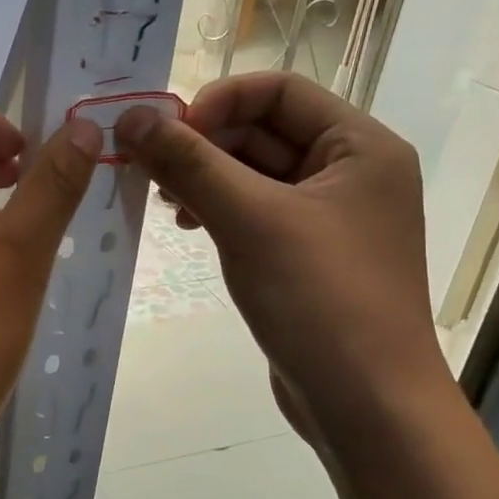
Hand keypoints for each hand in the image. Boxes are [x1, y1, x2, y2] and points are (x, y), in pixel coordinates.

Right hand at [115, 73, 448, 448]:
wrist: (368, 408)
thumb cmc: (321, 299)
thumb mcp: (249, 220)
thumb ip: (188, 162)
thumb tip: (129, 116)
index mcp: (359, 146)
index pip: (278, 91)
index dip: (217, 102)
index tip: (166, 133)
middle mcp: (351, 172)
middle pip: (263, 131)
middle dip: (203, 145)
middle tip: (151, 171)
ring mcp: (330, 216)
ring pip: (253, 173)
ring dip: (205, 178)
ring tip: (166, 204)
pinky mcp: (307, 254)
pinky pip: (255, 211)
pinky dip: (218, 209)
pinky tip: (189, 228)